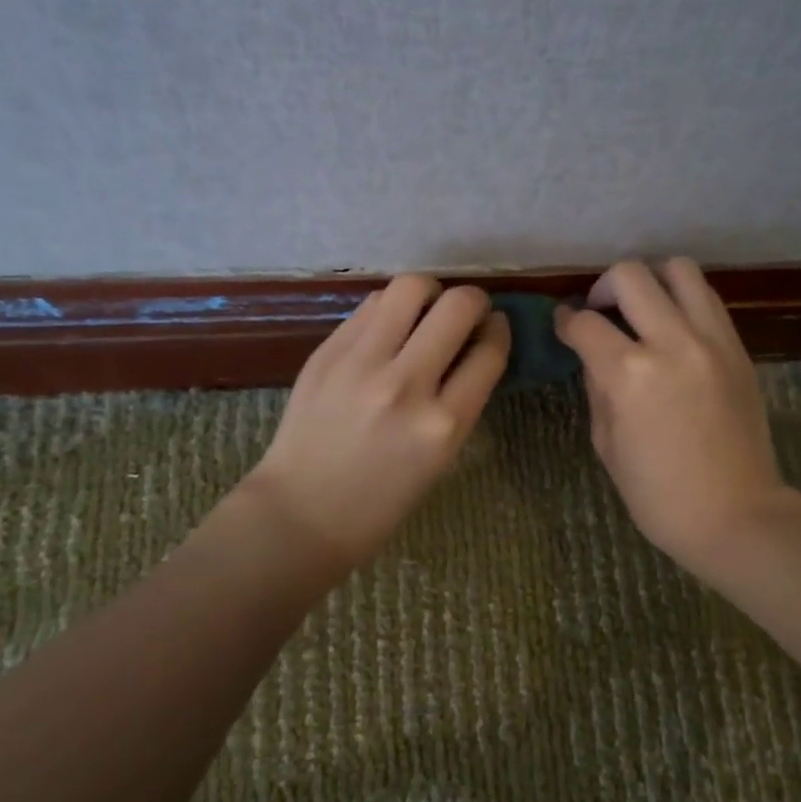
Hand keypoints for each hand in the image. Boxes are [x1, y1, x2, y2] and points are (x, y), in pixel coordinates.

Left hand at [244, 275, 509, 567]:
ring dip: (429, 293)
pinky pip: (370, 306)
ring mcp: (361, 364)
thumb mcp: (441, 458)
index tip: (494, 327)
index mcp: (443, 424)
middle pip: (457, 306)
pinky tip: (388, 327)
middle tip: (466, 313)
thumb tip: (474, 346)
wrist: (302, 513)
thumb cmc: (382, 501)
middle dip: (473, 301)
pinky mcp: (327, 353)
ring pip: (410, 288)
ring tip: (425, 311)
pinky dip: (389, 309)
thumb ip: (460, 400)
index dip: (498, 330)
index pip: (489, 351)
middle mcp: (406, 385)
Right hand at [556, 258, 798, 574]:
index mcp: (629, 374)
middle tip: (600, 312)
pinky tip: (673, 326)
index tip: (563, 324)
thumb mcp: (607, 444)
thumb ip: (597, 388)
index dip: (566, 321)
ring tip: (642, 307)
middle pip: (631, 275)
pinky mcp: (738, 348)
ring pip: (679, 269)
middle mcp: (672, 342)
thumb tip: (593, 355)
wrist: (736, 514)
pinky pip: (708, 299)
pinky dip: (683, 299)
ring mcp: (712, 340)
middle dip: (604, 287)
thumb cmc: (659, 494)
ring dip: (651, 280)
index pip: (586, 323)